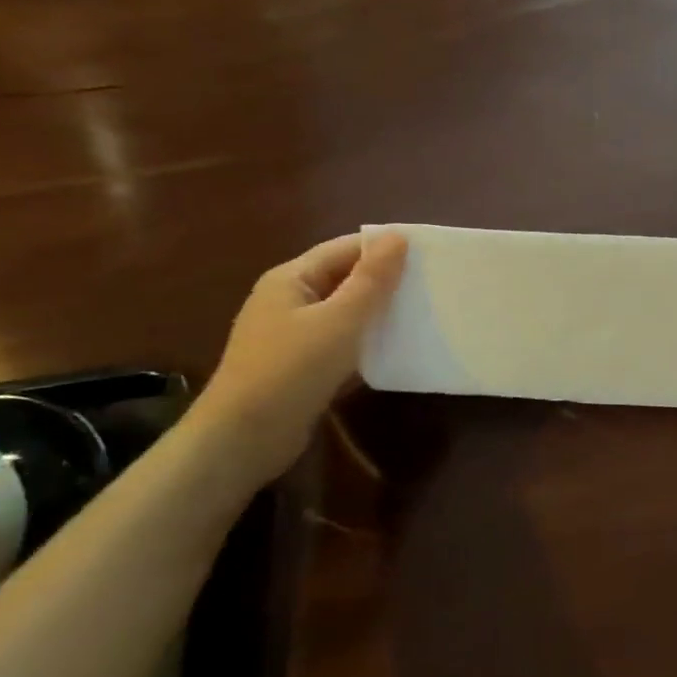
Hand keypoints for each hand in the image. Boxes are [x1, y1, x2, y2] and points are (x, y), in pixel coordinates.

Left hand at [197, 232, 408, 478]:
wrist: (243, 439)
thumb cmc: (291, 370)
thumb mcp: (339, 320)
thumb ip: (371, 279)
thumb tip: (398, 237)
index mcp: (291, 279)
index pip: (345, 249)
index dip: (385, 248)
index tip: (429, 255)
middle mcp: (289, 300)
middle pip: (345, 279)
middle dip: (386, 280)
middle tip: (433, 284)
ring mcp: (293, 335)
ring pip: (345, 312)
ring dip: (379, 313)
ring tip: (423, 314)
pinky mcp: (301, 366)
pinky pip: (342, 342)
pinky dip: (367, 341)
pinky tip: (396, 349)